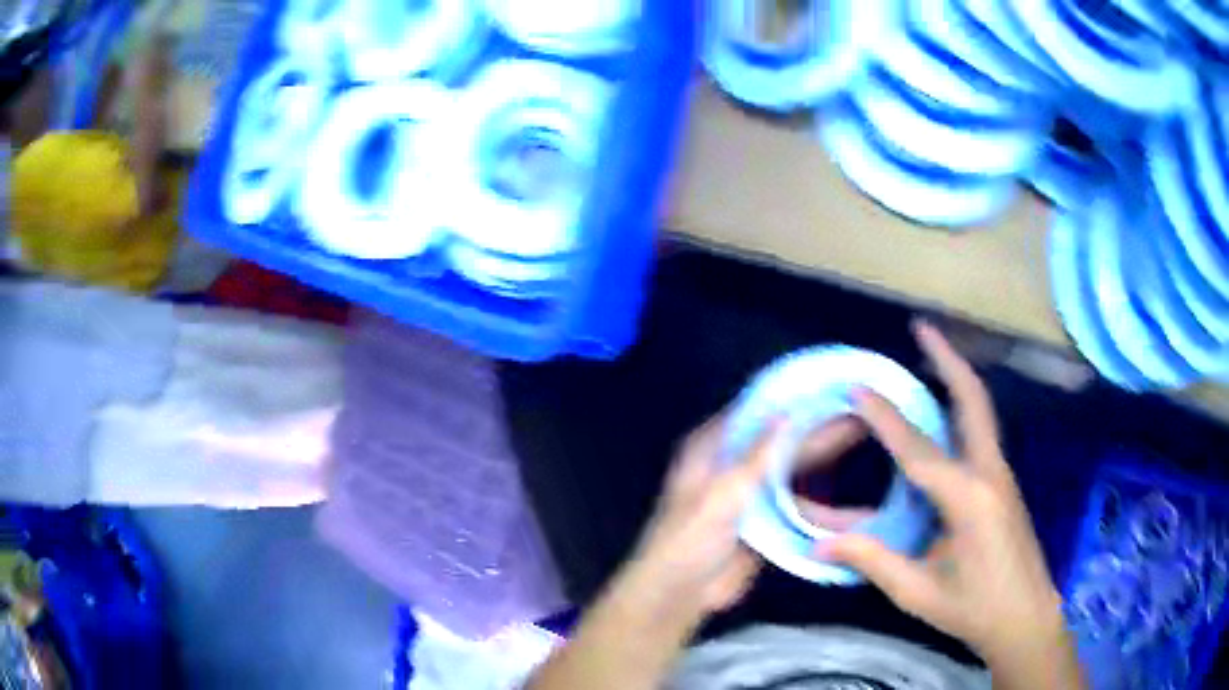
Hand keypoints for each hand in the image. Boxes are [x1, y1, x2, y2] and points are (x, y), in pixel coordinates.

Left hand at [625, 412, 863, 626]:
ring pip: (793, 467)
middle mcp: (734, 462)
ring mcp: (752, 492)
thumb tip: (788, 412)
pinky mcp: (767, 520)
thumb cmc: (690, 538)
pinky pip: (797, 501)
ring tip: (864, 435)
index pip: (757, 409)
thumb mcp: (722, 493)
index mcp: (713, 446)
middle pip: (781, 438)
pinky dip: (820, 493)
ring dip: (823, 456)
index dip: (791, 396)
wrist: (681, 594)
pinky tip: (849, 483)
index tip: (829, 382)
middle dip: (817, 425)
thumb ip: (757, 456)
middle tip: (859, 408)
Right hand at [819, 323, 1075, 672]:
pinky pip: (979, 434)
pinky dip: (959, 409)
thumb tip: (819, 542)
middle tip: (921, 328)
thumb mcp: (919, 592)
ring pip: (979, 411)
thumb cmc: (974, 609)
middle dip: (946, 359)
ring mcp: (1001, 475)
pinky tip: (941, 415)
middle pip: (971, 400)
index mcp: (968, 499)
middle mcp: (989, 473)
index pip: (919, 450)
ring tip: (928, 355)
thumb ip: (873, 560)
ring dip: (955, 378)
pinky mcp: (1003, 484)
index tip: (859, 389)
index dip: (886, 419)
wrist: (1027, 618)